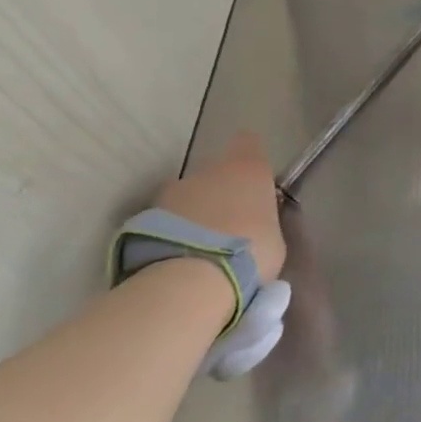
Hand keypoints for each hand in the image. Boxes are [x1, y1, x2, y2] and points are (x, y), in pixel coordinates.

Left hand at [156, 131, 285, 283]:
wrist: (193, 278)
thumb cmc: (251, 254)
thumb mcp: (273, 237)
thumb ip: (261, 220)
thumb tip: (250, 222)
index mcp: (248, 170)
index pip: (249, 143)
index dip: (250, 158)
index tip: (253, 181)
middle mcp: (210, 170)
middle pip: (215, 172)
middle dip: (219, 193)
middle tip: (227, 227)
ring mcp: (174, 190)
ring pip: (188, 196)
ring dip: (193, 214)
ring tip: (200, 249)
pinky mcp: (146, 215)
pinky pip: (166, 219)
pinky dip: (172, 232)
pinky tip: (180, 258)